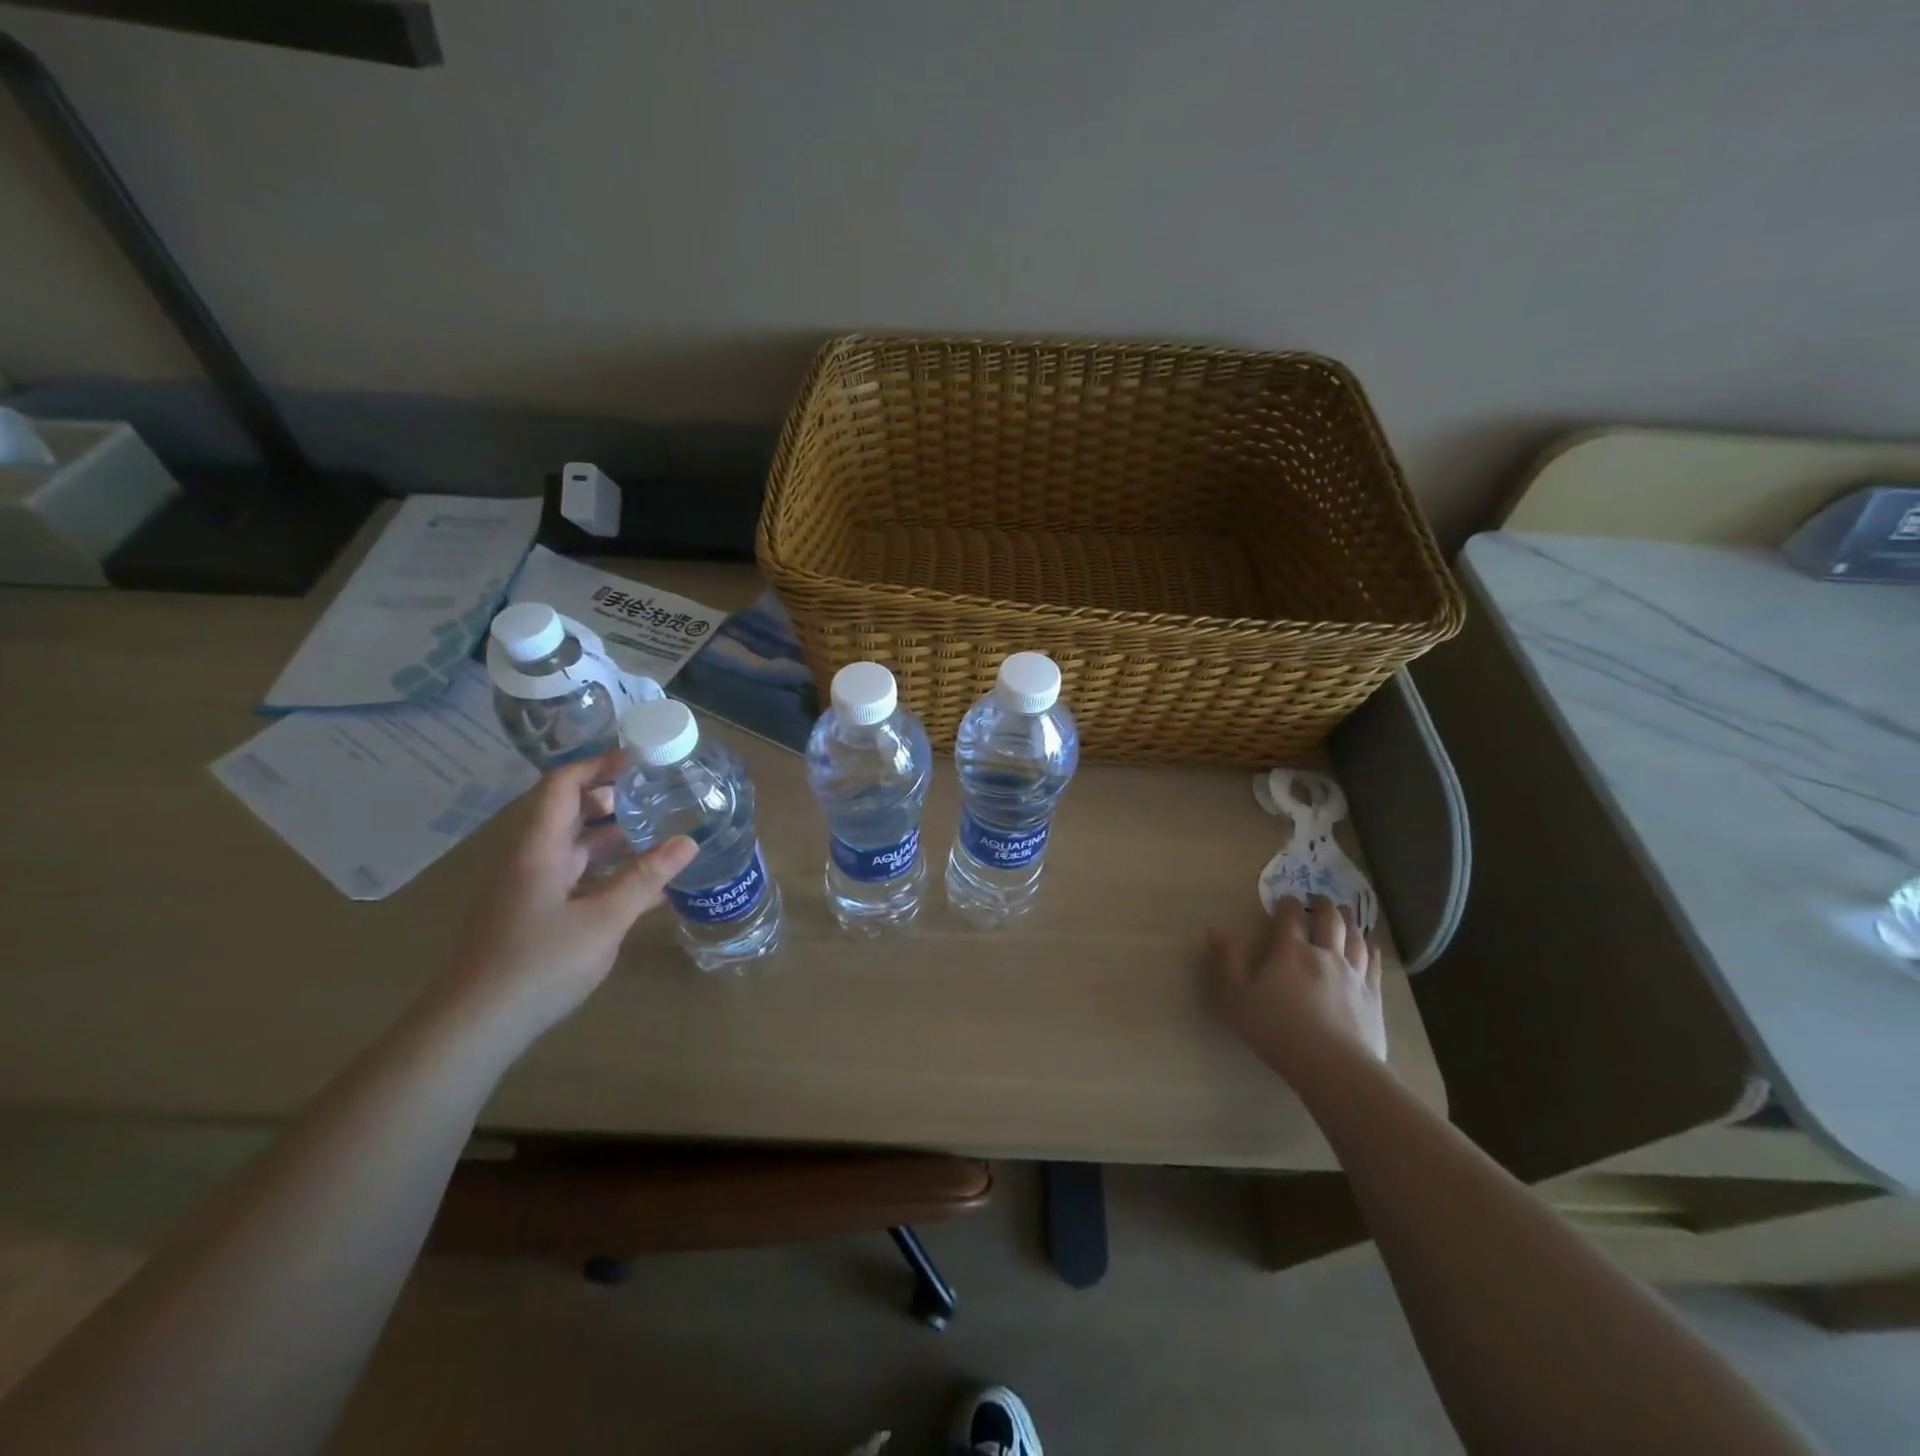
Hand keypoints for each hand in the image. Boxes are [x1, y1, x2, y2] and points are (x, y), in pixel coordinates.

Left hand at [437, 752, 696, 1036]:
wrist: (478, 1026)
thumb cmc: (539, 962)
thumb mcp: (603, 919)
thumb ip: (646, 878)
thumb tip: (688, 842)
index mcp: (538, 849)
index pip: (562, 786)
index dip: (598, 765)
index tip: (639, 759)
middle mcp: (530, 861)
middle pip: (568, 813)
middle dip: (611, 799)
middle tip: (657, 796)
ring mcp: (530, 890)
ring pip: (574, 848)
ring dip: (612, 837)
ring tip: (658, 833)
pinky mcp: (535, 916)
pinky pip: (575, 878)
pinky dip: (607, 873)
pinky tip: (642, 887)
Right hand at [1208, 896, 1385, 1091]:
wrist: (1333, 1067)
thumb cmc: (1278, 1031)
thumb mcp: (1239, 998)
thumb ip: (1229, 962)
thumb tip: (1216, 930)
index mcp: (1291, 952)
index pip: (1290, 917)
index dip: (1288, 904)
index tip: (1286, 899)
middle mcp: (1325, 954)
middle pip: (1329, 920)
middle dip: (1322, 905)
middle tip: (1318, 899)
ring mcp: (1354, 974)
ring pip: (1355, 937)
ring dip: (1349, 920)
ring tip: (1346, 912)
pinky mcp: (1373, 995)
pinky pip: (1374, 963)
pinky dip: (1372, 948)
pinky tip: (1371, 946)